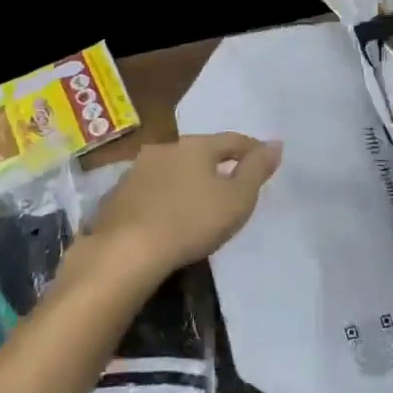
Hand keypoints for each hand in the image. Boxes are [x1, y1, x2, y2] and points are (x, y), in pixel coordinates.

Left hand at [85, 133, 282, 282]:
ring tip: (198, 201)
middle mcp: (165, 148)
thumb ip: (256, 170)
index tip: (265, 158)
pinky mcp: (117, 195)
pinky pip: (150, 190)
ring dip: (186, 180)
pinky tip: (167, 215)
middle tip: (231, 182)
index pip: (232, 140)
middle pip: (199, 152)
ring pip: (172, 169)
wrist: (126, 251)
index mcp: (196, 146)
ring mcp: (136, 170)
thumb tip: (275, 144)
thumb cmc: (191, 221)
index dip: (252, 149)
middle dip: (215, 164)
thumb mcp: (237, 199)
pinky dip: (164, 197)